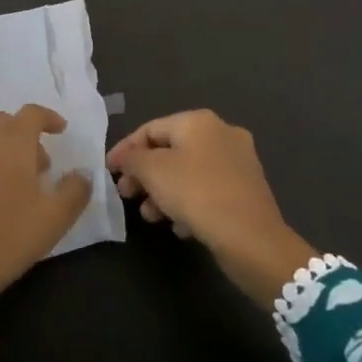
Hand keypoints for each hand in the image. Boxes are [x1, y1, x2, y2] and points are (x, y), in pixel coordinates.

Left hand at [0, 105, 92, 319]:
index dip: (48, 117)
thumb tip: (83, 174)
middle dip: (24, 133)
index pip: (31, 113)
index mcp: (11, 144)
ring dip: (5, 151)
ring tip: (19, 186)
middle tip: (41, 164)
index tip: (61, 131)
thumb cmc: (9, 236)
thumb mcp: (55, 218)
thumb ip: (75, 190)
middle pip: (4, 122)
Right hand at [107, 109, 315, 307]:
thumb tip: (125, 158)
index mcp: (199, 121)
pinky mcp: (246, 190)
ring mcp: (238, 162)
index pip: (150, 129)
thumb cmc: (197, 194)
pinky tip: (179, 226)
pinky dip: (188, 203)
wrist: (253, 240)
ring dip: (164, 191)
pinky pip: (207, 190)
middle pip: (170, 150)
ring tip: (150, 216)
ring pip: (188, 172)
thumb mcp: (154, 172)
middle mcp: (221, 134)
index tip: (108, 172)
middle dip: (145, 174)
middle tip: (127, 195)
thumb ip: (133, 159)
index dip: (125, 149)